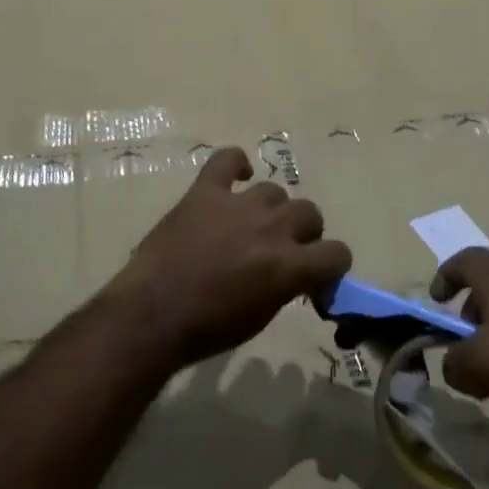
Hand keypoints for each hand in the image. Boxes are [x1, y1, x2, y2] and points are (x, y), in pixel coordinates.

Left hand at [107, 147, 352, 367]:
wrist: (152, 314)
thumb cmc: (207, 329)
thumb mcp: (260, 317)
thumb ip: (286, 287)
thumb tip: (295, 274)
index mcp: (289, 266)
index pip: (337, 253)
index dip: (332, 265)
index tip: (317, 276)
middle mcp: (272, 228)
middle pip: (309, 212)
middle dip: (303, 232)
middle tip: (283, 249)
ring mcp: (238, 204)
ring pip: (274, 191)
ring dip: (270, 209)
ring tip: (252, 224)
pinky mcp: (205, 192)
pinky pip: (227, 159)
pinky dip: (235, 163)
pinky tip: (236, 176)